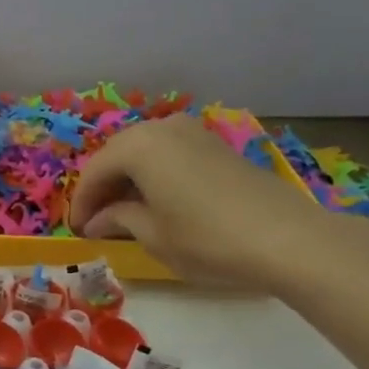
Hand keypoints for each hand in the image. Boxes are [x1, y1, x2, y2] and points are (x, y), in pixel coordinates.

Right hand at [69, 114, 335, 289]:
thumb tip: (98, 221)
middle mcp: (161, 128)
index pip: (94, 173)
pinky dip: (155, 175)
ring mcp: (193, 132)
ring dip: (129, 179)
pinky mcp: (217, 145)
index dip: (82, 204)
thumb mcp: (153, 236)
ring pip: (144, 153)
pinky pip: (170, 154)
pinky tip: (158, 201)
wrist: (290, 240)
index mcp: (137, 146)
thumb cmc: (208, 239)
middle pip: (117, 156)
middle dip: (103, 187)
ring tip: (126, 212)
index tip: (78, 231)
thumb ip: (118, 220)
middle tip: (97, 221)